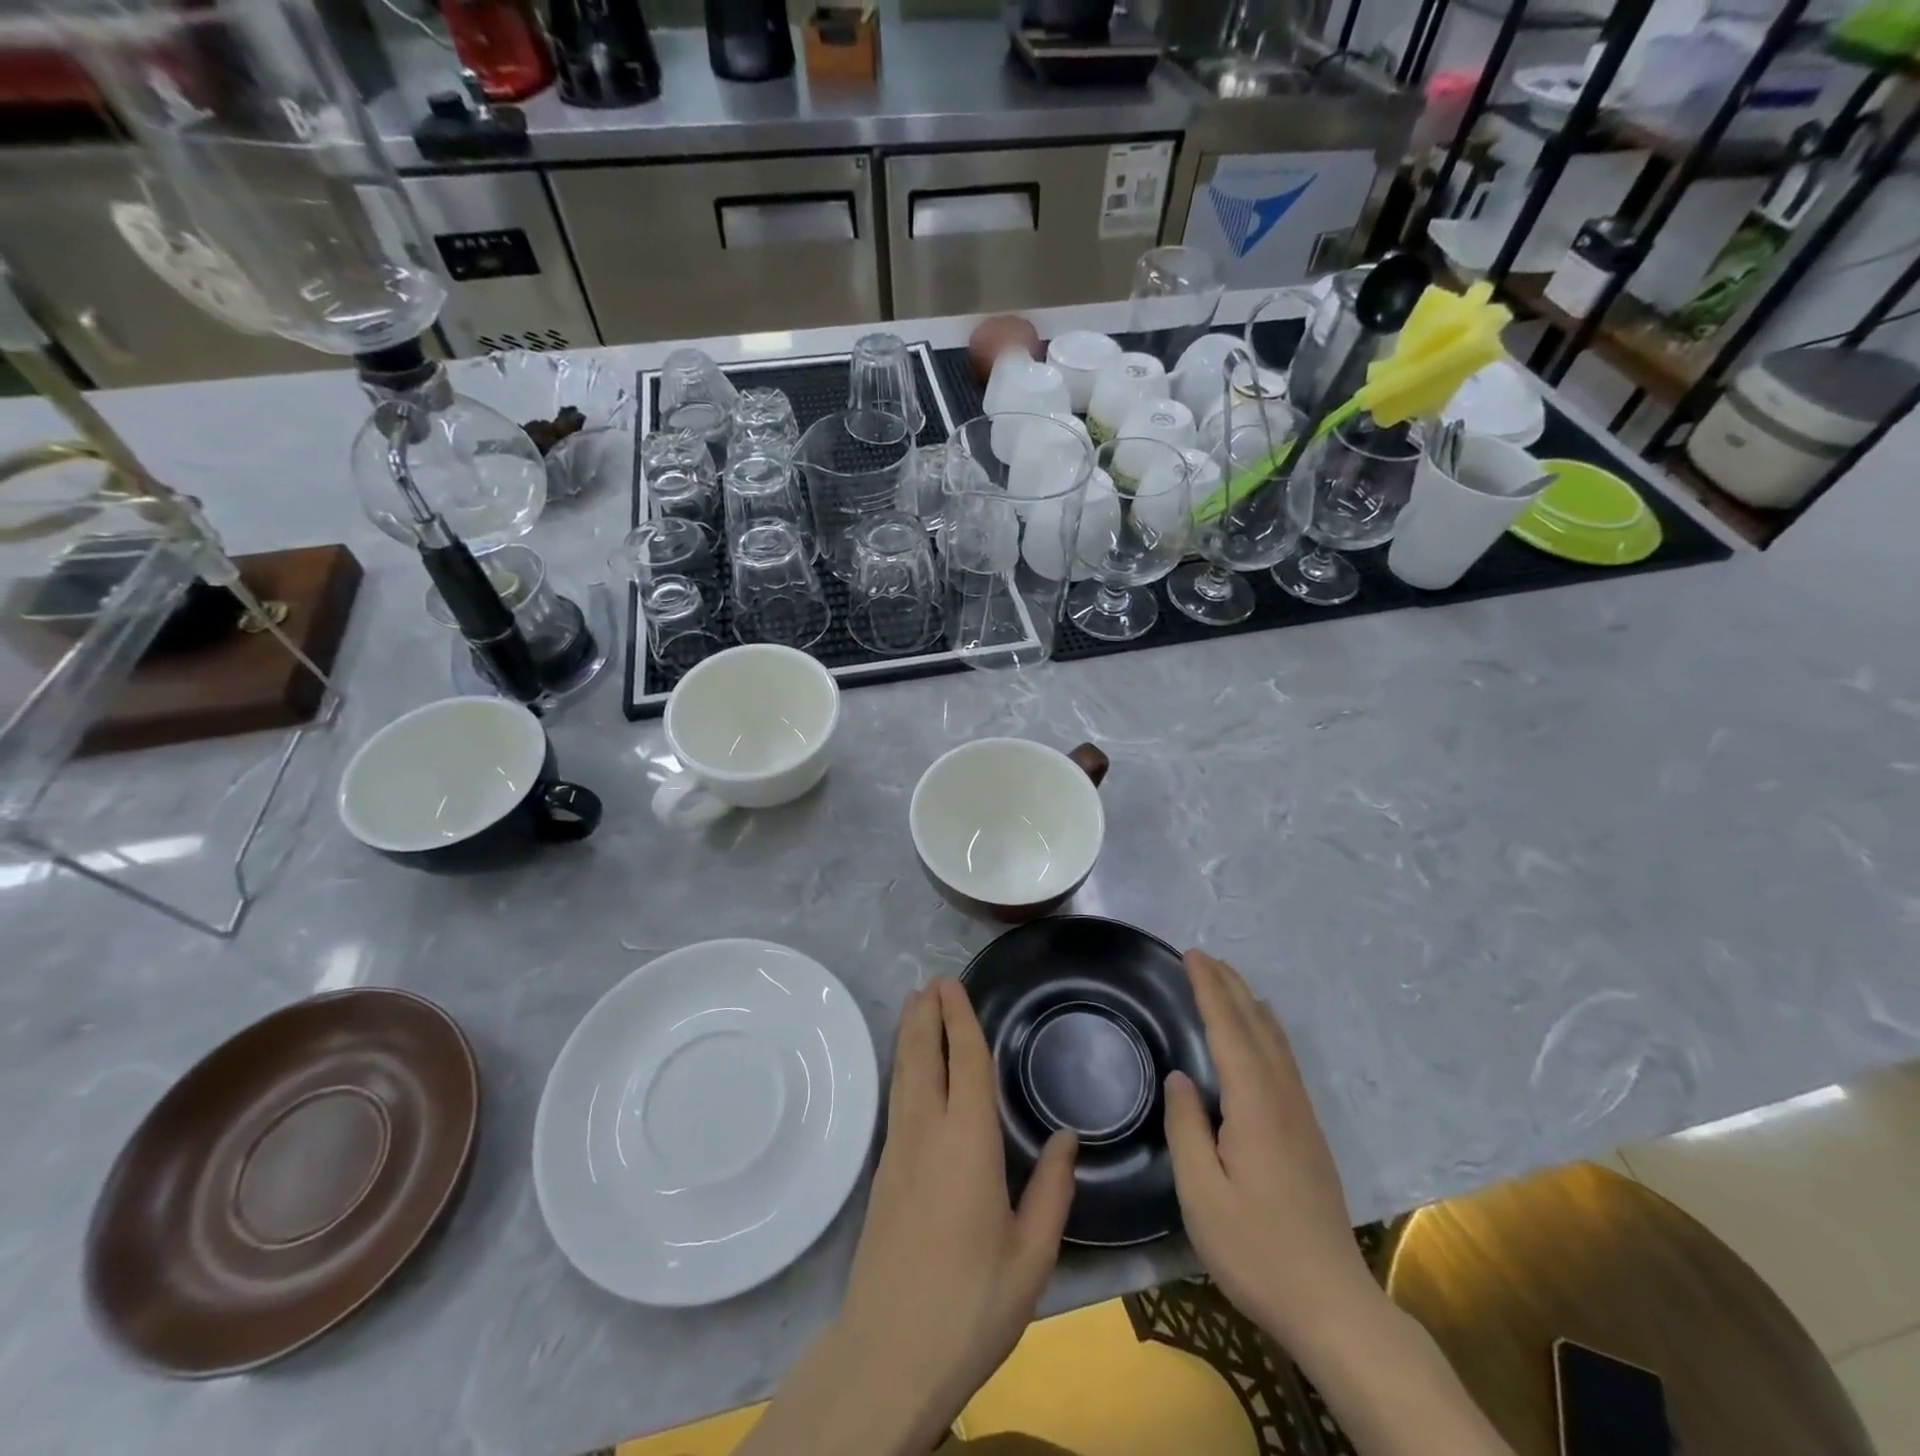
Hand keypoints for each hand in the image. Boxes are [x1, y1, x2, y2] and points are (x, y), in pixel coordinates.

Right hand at [1163, 949, 1374, 1348]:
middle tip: (1203, 956)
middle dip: (1229, 987)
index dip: (1209, 989)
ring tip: (1228, 981)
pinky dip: (1266, 1031)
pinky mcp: (1308, 1134)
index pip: (1228, 1030)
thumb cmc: (1257, 1250)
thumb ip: (1186, 1128)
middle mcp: (1282, 1098)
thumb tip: (1180, 1077)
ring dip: (1249, 1004)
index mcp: (1254, 1106)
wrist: (1333, 1305)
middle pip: (1256, 1026)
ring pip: (1275, 1042)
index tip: (1191, 955)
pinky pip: (1284, 1061)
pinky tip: (1262, 1036)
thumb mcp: (1202, 1195)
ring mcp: (1301, 1116)